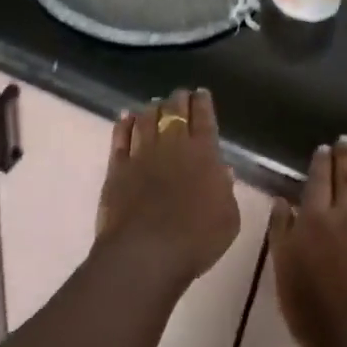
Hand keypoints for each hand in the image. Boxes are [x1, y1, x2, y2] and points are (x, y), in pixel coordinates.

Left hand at [96, 88, 239, 288]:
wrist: (146, 254)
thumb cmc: (196, 239)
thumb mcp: (229, 218)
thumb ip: (226, 190)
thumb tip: (221, 170)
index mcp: (204, 153)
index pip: (204, 117)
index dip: (203, 102)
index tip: (201, 93)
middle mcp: (173, 145)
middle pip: (174, 111)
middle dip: (178, 99)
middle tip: (180, 95)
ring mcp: (142, 154)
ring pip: (146, 118)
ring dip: (152, 109)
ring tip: (155, 105)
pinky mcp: (117, 168)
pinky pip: (120, 138)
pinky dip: (124, 124)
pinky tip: (126, 117)